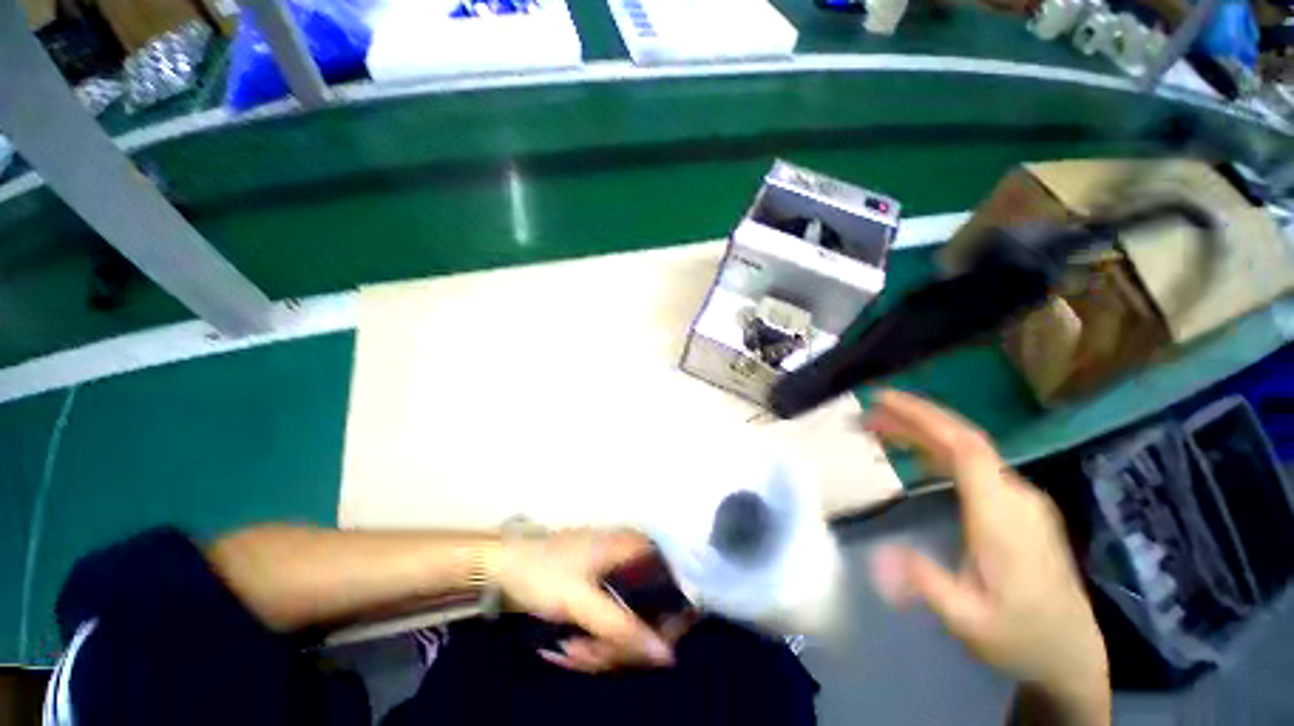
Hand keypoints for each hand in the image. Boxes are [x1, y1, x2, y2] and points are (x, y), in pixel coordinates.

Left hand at [495, 529, 678, 672]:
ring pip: (628, 622)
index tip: (650, 651)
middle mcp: (630, 559)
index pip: (673, 583)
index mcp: (632, 549)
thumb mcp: (581, 602)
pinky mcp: (600, 591)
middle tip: (590, 657)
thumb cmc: (544, 574)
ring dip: (602, 648)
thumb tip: (668, 655)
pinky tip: (570, 649)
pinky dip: (594, 643)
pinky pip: (611, 623)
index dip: (670, 619)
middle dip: (620, 644)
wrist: (503, 566)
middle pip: (649, 611)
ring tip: (571, 653)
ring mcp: (614, 576)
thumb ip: (623, 628)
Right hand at [863, 390, 1109, 725]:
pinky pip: (972, 464)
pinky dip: (936, 450)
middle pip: (963, 439)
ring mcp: (1019, 498)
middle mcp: (1014, 495)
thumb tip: (878, 553)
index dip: (924, 416)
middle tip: (867, 414)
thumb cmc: (1020, 637)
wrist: (1071, 653)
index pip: (966, 447)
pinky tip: (914, 456)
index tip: (883, 400)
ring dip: (922, 432)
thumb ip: (925, 582)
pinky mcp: (1016, 506)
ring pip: (967, 449)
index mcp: (1003, 516)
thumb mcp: (969, 622)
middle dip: (914, 418)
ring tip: (879, 429)